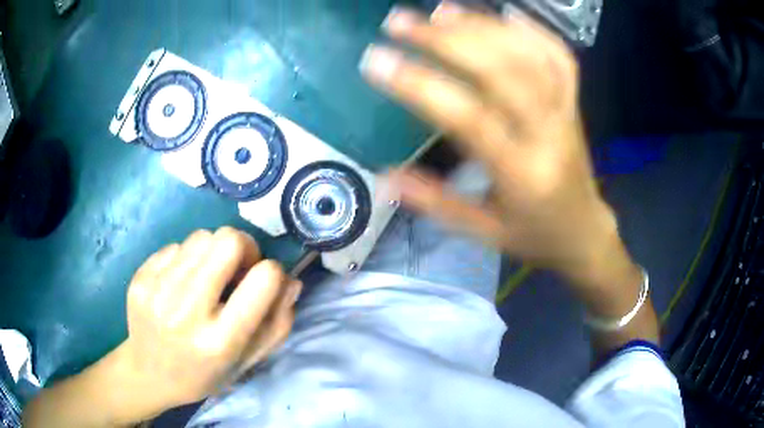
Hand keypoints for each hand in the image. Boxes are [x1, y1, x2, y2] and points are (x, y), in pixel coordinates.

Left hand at [113, 228, 299, 421]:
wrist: (148, 374)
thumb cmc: (204, 374)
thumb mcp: (248, 362)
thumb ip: (277, 324)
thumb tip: (290, 280)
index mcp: (221, 341)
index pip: (263, 279)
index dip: (273, 272)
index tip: (263, 281)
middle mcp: (187, 311)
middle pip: (228, 241)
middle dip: (244, 247)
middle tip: (237, 268)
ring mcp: (157, 290)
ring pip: (202, 236)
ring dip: (213, 251)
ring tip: (207, 277)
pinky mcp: (140, 277)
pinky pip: (176, 246)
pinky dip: (187, 259)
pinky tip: (180, 283)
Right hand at [361, 3, 620, 279]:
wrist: (585, 234)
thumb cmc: (534, 237)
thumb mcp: (484, 234)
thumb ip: (436, 204)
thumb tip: (384, 176)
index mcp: (523, 174)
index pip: (469, 118)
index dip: (420, 85)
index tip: (377, 61)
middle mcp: (549, 134)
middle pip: (502, 71)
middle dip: (446, 40)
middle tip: (399, 22)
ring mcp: (566, 113)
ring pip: (529, 56)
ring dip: (483, 26)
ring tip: (439, 11)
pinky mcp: (575, 104)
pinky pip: (560, 59)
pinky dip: (534, 31)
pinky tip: (507, 14)